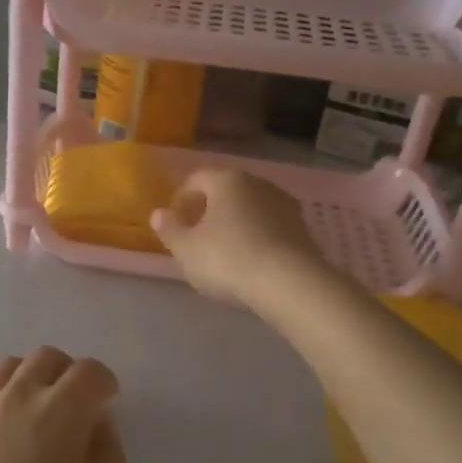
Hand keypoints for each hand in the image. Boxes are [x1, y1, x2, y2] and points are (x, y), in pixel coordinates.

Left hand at [0, 349, 125, 462]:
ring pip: (6, 367)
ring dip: (27, 373)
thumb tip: (99, 424)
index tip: (108, 403)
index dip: (105, 382)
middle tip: (75, 401)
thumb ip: (108, 456)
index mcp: (63, 411)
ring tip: (34, 397)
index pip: (90, 372)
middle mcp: (20, 396)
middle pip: (46, 358)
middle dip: (67, 371)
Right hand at [151, 168, 326, 309]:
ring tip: (223, 251)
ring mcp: (284, 204)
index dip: (180, 200)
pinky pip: (269, 226)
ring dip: (234, 223)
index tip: (173, 224)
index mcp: (226, 180)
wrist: (289, 283)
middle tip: (195, 237)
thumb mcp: (186, 250)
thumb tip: (158, 214)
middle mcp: (257, 183)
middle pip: (225, 191)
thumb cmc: (227, 259)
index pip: (196, 179)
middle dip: (208, 210)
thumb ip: (169, 229)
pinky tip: (250, 260)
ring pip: (249, 208)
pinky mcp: (302, 227)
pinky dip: (256, 236)